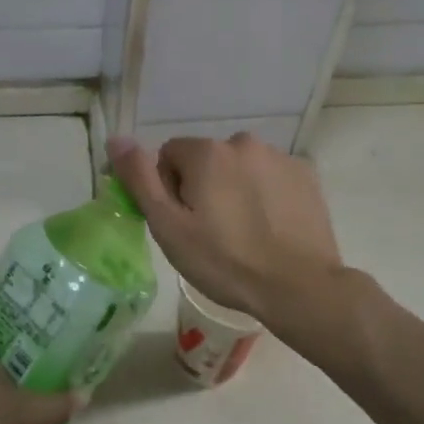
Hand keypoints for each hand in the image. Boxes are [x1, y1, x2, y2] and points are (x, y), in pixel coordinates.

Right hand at [108, 132, 341, 325]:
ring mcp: (280, 157)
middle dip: (203, 187)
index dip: (169, 189)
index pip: (169, 155)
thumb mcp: (169, 226)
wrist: (297, 286)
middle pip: (206, 160)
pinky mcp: (306, 175)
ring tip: (243, 233)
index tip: (183, 223)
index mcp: (207, 152)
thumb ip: (140, 179)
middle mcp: (244, 143)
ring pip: (239, 168)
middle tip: (210, 232)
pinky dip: (264, 195)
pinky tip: (269, 228)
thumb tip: (117, 138)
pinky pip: (270, 177)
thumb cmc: (224, 261)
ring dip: (234, 189)